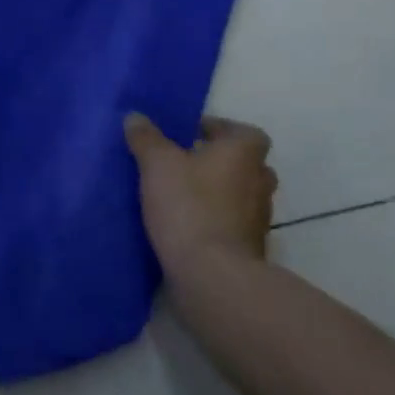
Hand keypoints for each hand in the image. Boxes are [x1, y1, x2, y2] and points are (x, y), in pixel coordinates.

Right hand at [126, 113, 275, 290]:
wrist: (212, 277)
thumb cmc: (188, 205)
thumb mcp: (156, 162)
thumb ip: (146, 137)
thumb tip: (136, 117)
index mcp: (244, 155)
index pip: (245, 132)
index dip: (219, 129)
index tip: (189, 134)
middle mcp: (259, 184)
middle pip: (244, 165)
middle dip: (217, 162)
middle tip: (184, 161)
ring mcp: (258, 221)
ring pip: (238, 196)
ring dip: (215, 192)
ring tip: (178, 192)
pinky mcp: (248, 250)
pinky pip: (231, 224)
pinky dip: (213, 220)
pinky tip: (183, 223)